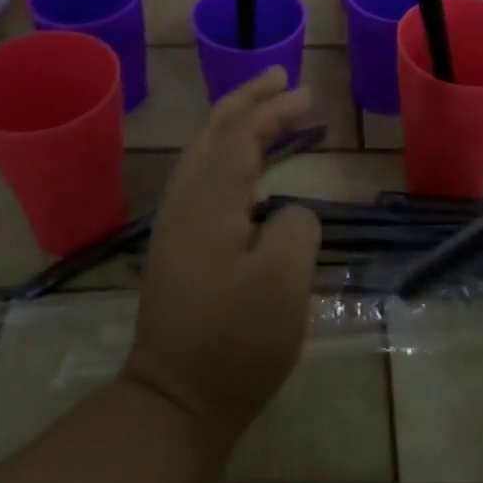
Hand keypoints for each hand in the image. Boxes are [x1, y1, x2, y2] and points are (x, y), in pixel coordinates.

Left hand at [124, 68, 322, 443]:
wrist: (176, 401)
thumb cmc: (235, 342)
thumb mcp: (284, 282)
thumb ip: (295, 227)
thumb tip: (286, 214)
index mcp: (207, 200)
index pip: (238, 133)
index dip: (272, 108)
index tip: (306, 93)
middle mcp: (184, 201)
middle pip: (214, 132)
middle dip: (249, 102)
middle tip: (284, 80)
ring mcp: (176, 224)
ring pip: (206, 154)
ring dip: (238, 126)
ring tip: (269, 111)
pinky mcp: (179, 247)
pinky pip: (205, 179)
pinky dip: (230, 157)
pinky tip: (249, 170)